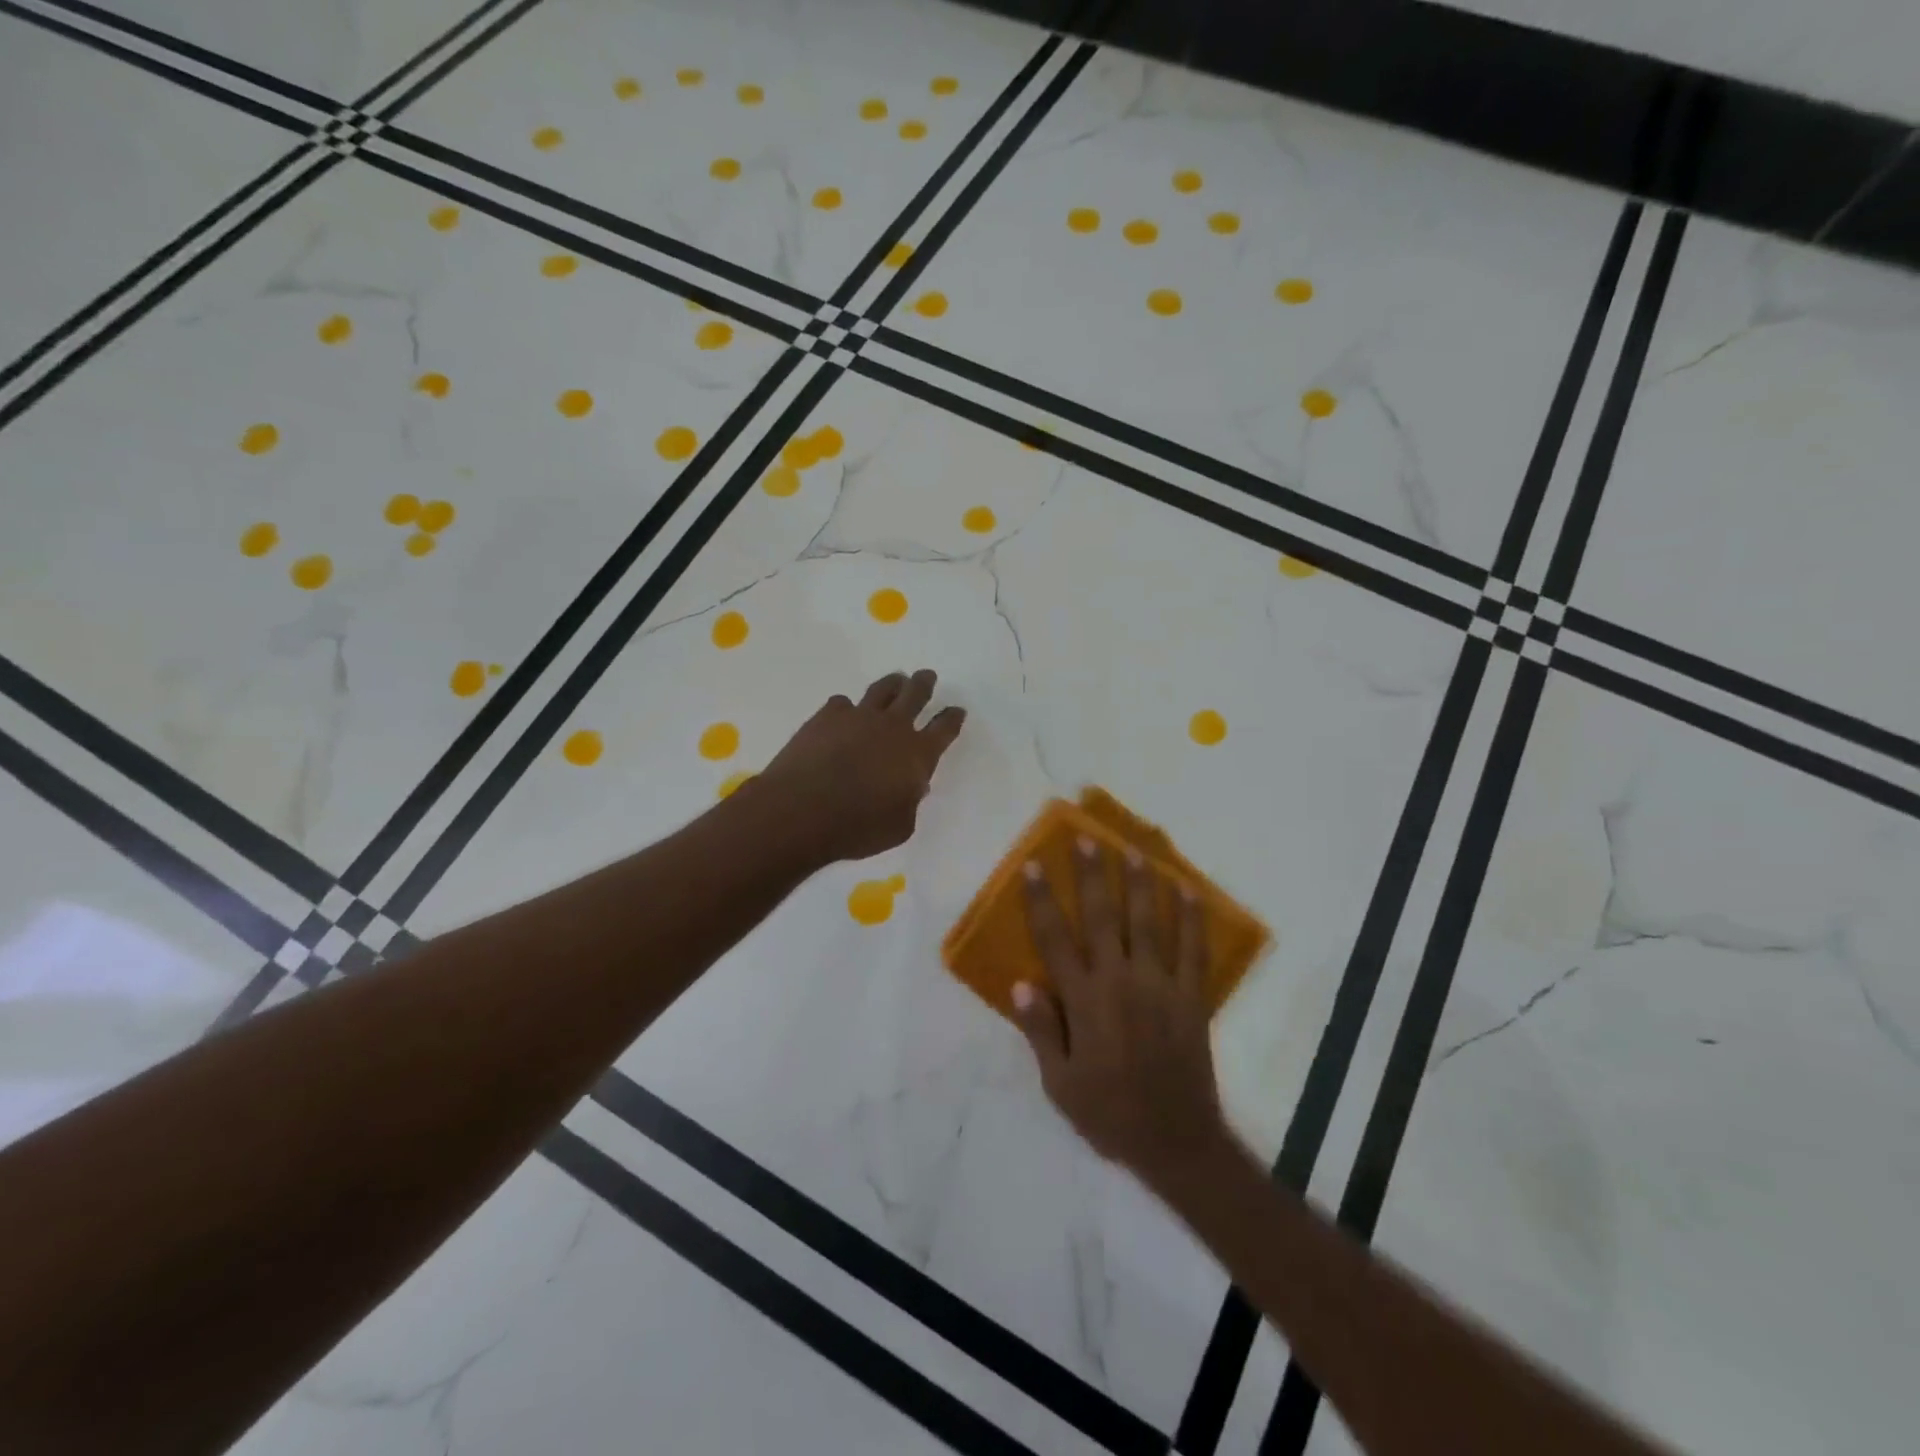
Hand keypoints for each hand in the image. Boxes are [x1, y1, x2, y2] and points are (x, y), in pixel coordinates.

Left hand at [755, 669, 965, 863]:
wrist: (802, 811)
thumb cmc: (857, 827)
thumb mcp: (900, 826)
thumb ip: (910, 801)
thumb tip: (911, 785)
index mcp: (918, 754)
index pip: (944, 728)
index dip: (952, 718)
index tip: (957, 710)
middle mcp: (893, 727)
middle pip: (915, 694)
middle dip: (924, 684)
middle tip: (927, 676)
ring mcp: (859, 716)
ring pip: (882, 689)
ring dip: (893, 684)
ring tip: (896, 681)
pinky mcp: (827, 715)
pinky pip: (842, 703)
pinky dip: (846, 709)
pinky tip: (843, 714)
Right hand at [1012, 836, 1229, 1184]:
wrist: (1176, 1141)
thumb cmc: (1109, 1113)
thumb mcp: (1059, 1083)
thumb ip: (1040, 1030)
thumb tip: (1020, 982)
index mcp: (1083, 1001)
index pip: (1055, 939)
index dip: (1042, 900)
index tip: (1034, 866)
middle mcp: (1119, 981)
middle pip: (1102, 917)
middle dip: (1092, 875)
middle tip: (1086, 839)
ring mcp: (1159, 985)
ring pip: (1147, 922)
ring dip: (1139, 884)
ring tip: (1132, 850)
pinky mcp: (1190, 996)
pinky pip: (1192, 948)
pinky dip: (1191, 917)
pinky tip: (1187, 889)